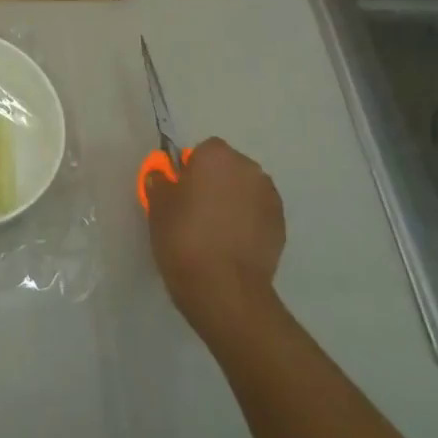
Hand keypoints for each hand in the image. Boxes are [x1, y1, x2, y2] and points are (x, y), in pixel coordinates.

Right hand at [144, 137, 286, 344]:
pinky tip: (231, 245)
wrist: (223, 287)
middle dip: (215, 182)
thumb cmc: (183, 237)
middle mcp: (249, 169)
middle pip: (228, 168)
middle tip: (195, 210)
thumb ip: (160, 182)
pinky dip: (247, 222)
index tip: (180, 191)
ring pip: (245, 190)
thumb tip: (164, 176)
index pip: (203, 151)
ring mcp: (270, 197)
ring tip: (215, 231)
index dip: (191, 169)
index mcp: (217, 157)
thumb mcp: (157, 206)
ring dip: (233, 201)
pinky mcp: (281, 225)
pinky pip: (258, 214)